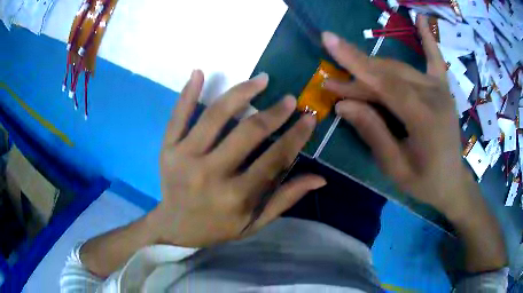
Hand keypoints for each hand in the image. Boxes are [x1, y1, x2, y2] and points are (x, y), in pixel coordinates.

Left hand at [151, 70, 325, 247]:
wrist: (174, 227)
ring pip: (215, 116)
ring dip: (240, 92)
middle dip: (274, 113)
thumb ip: (285, 199)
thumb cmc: (217, 227)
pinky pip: (177, 116)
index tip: (309, 117)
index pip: (274, 159)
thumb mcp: (254, 223)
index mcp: (236, 197)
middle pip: (247, 133)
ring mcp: (184, 157)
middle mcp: (210, 174)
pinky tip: (199, 73)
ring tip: (260, 79)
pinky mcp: (168, 148)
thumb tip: (320, 178)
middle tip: (290, 99)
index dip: (295, 135)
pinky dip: (187, 93)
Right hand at [321, 16, 474, 214]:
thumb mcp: (395, 167)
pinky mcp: (443, 89)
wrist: (453, 183)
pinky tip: (419, 18)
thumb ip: (373, 132)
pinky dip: (427, 38)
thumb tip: (344, 105)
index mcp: (425, 118)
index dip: (355, 64)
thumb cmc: (425, 182)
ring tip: (350, 76)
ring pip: (399, 69)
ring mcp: (440, 89)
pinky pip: (435, 59)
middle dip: (357, 78)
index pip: (385, 83)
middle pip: (388, 76)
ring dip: (373, 69)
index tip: (329, 42)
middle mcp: (434, 96)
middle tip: (331, 85)